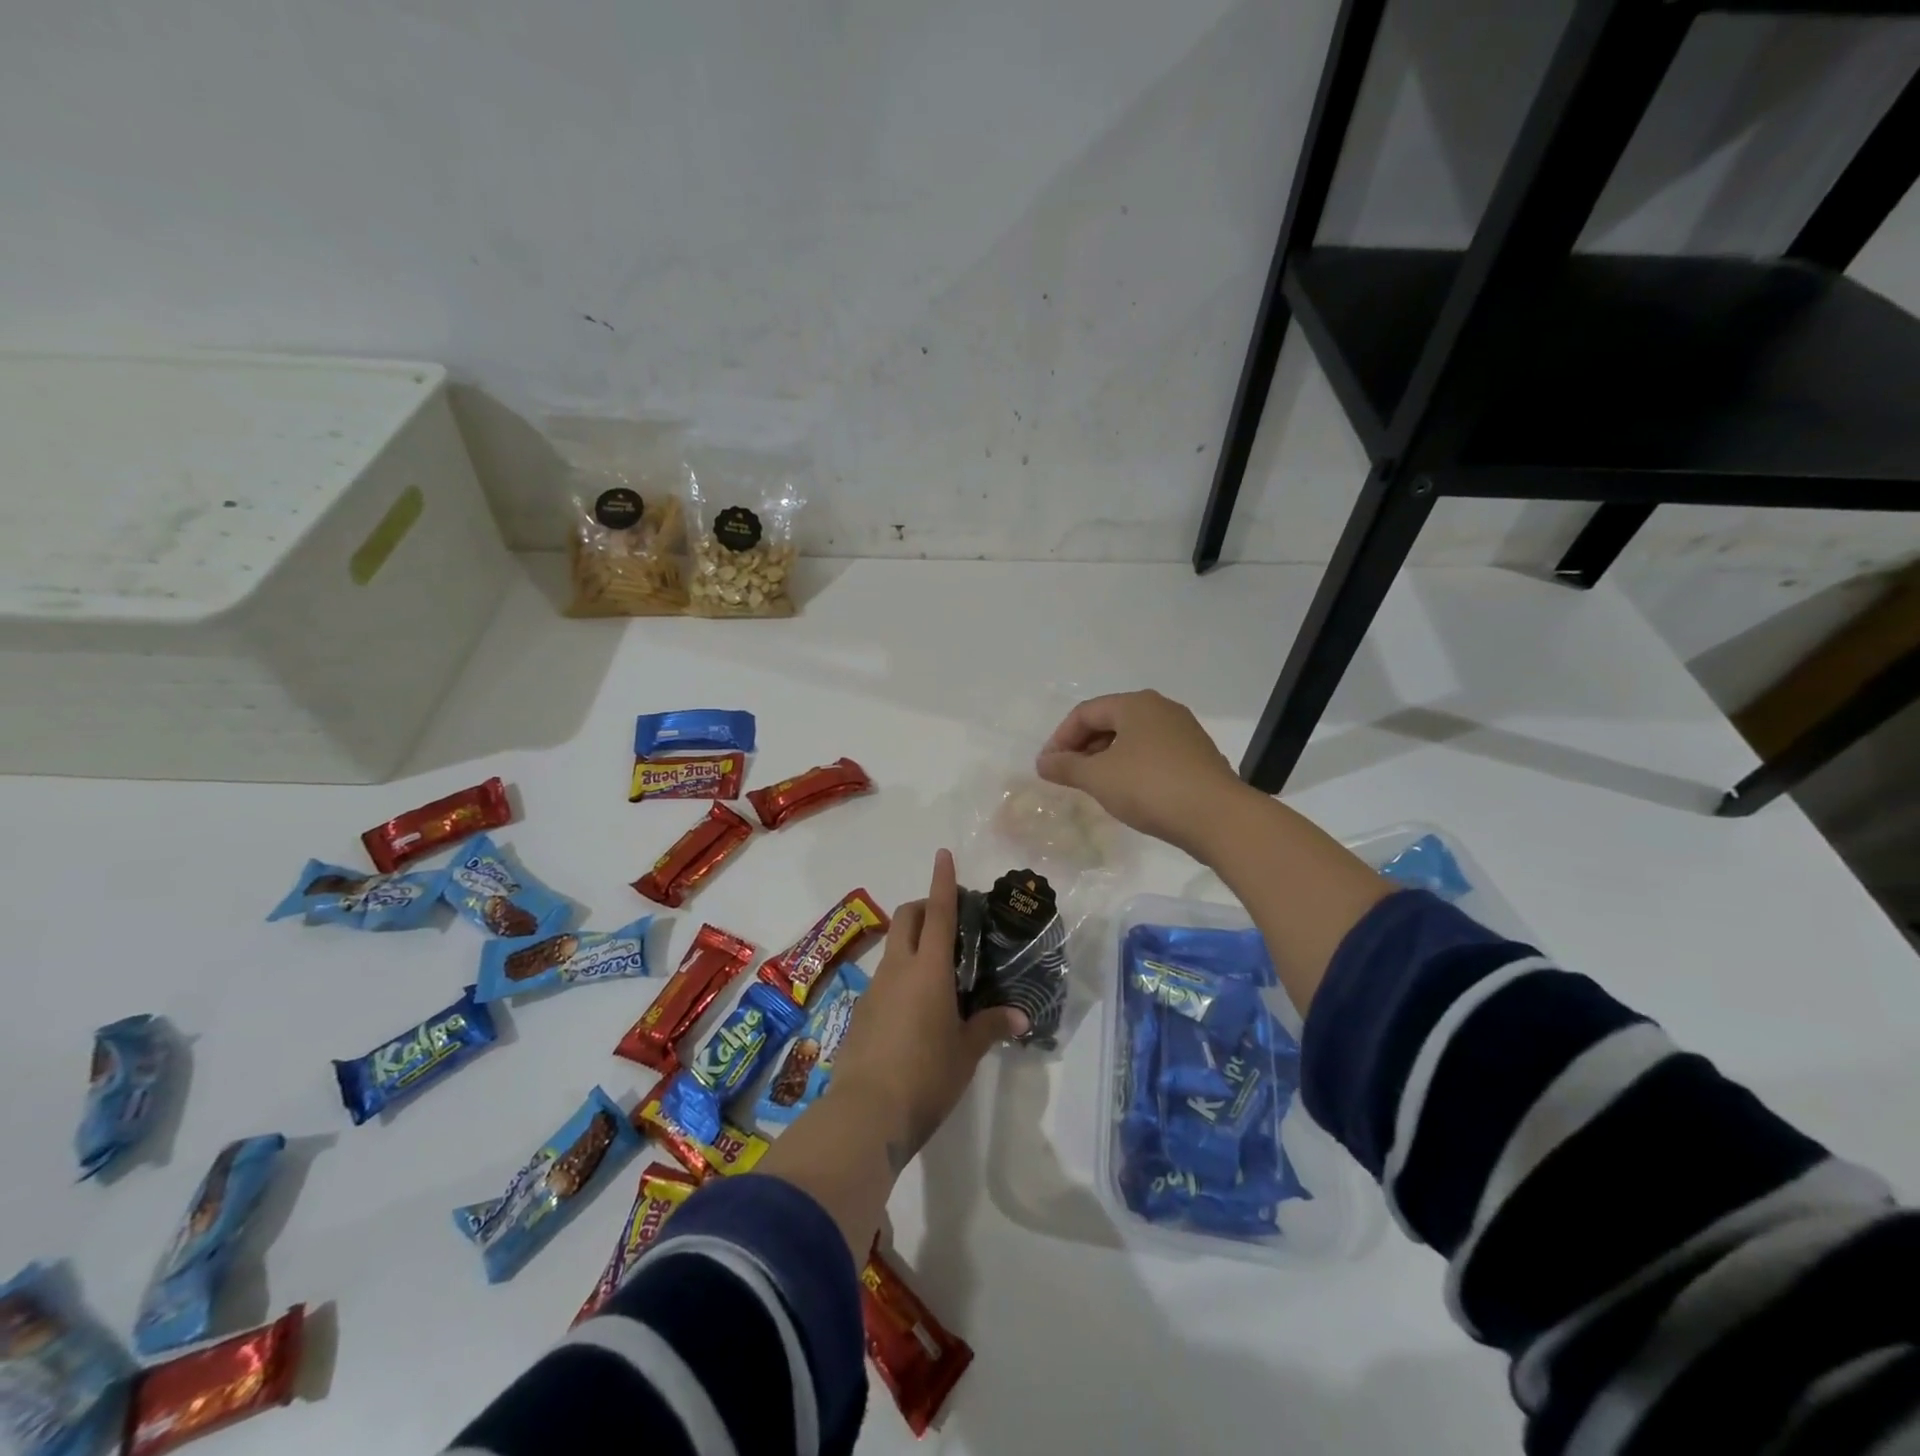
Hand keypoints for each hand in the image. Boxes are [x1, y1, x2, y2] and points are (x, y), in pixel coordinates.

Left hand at [830, 850, 1027, 1168]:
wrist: (866, 1113)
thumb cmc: (926, 1076)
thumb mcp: (966, 1052)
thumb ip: (990, 1027)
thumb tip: (1019, 1017)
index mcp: (929, 970)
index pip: (939, 913)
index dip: (942, 881)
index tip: (943, 854)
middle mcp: (898, 968)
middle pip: (907, 917)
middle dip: (925, 906)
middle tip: (949, 921)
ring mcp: (875, 988)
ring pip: (894, 946)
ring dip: (913, 942)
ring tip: (939, 970)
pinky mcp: (862, 1011)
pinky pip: (885, 977)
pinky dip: (902, 973)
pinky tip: (917, 1007)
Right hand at [1034, 690, 1249, 855]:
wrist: (1218, 817)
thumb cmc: (1150, 787)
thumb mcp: (1098, 777)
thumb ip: (1066, 767)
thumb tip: (1043, 762)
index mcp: (1135, 704)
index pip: (1085, 713)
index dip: (1060, 738)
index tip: (1047, 768)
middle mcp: (1161, 709)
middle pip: (1110, 722)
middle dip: (1083, 748)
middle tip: (1067, 776)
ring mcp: (1183, 732)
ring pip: (1132, 739)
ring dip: (1106, 758)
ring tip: (1094, 786)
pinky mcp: (1197, 756)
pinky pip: (1153, 754)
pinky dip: (1131, 767)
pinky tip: (1127, 792)